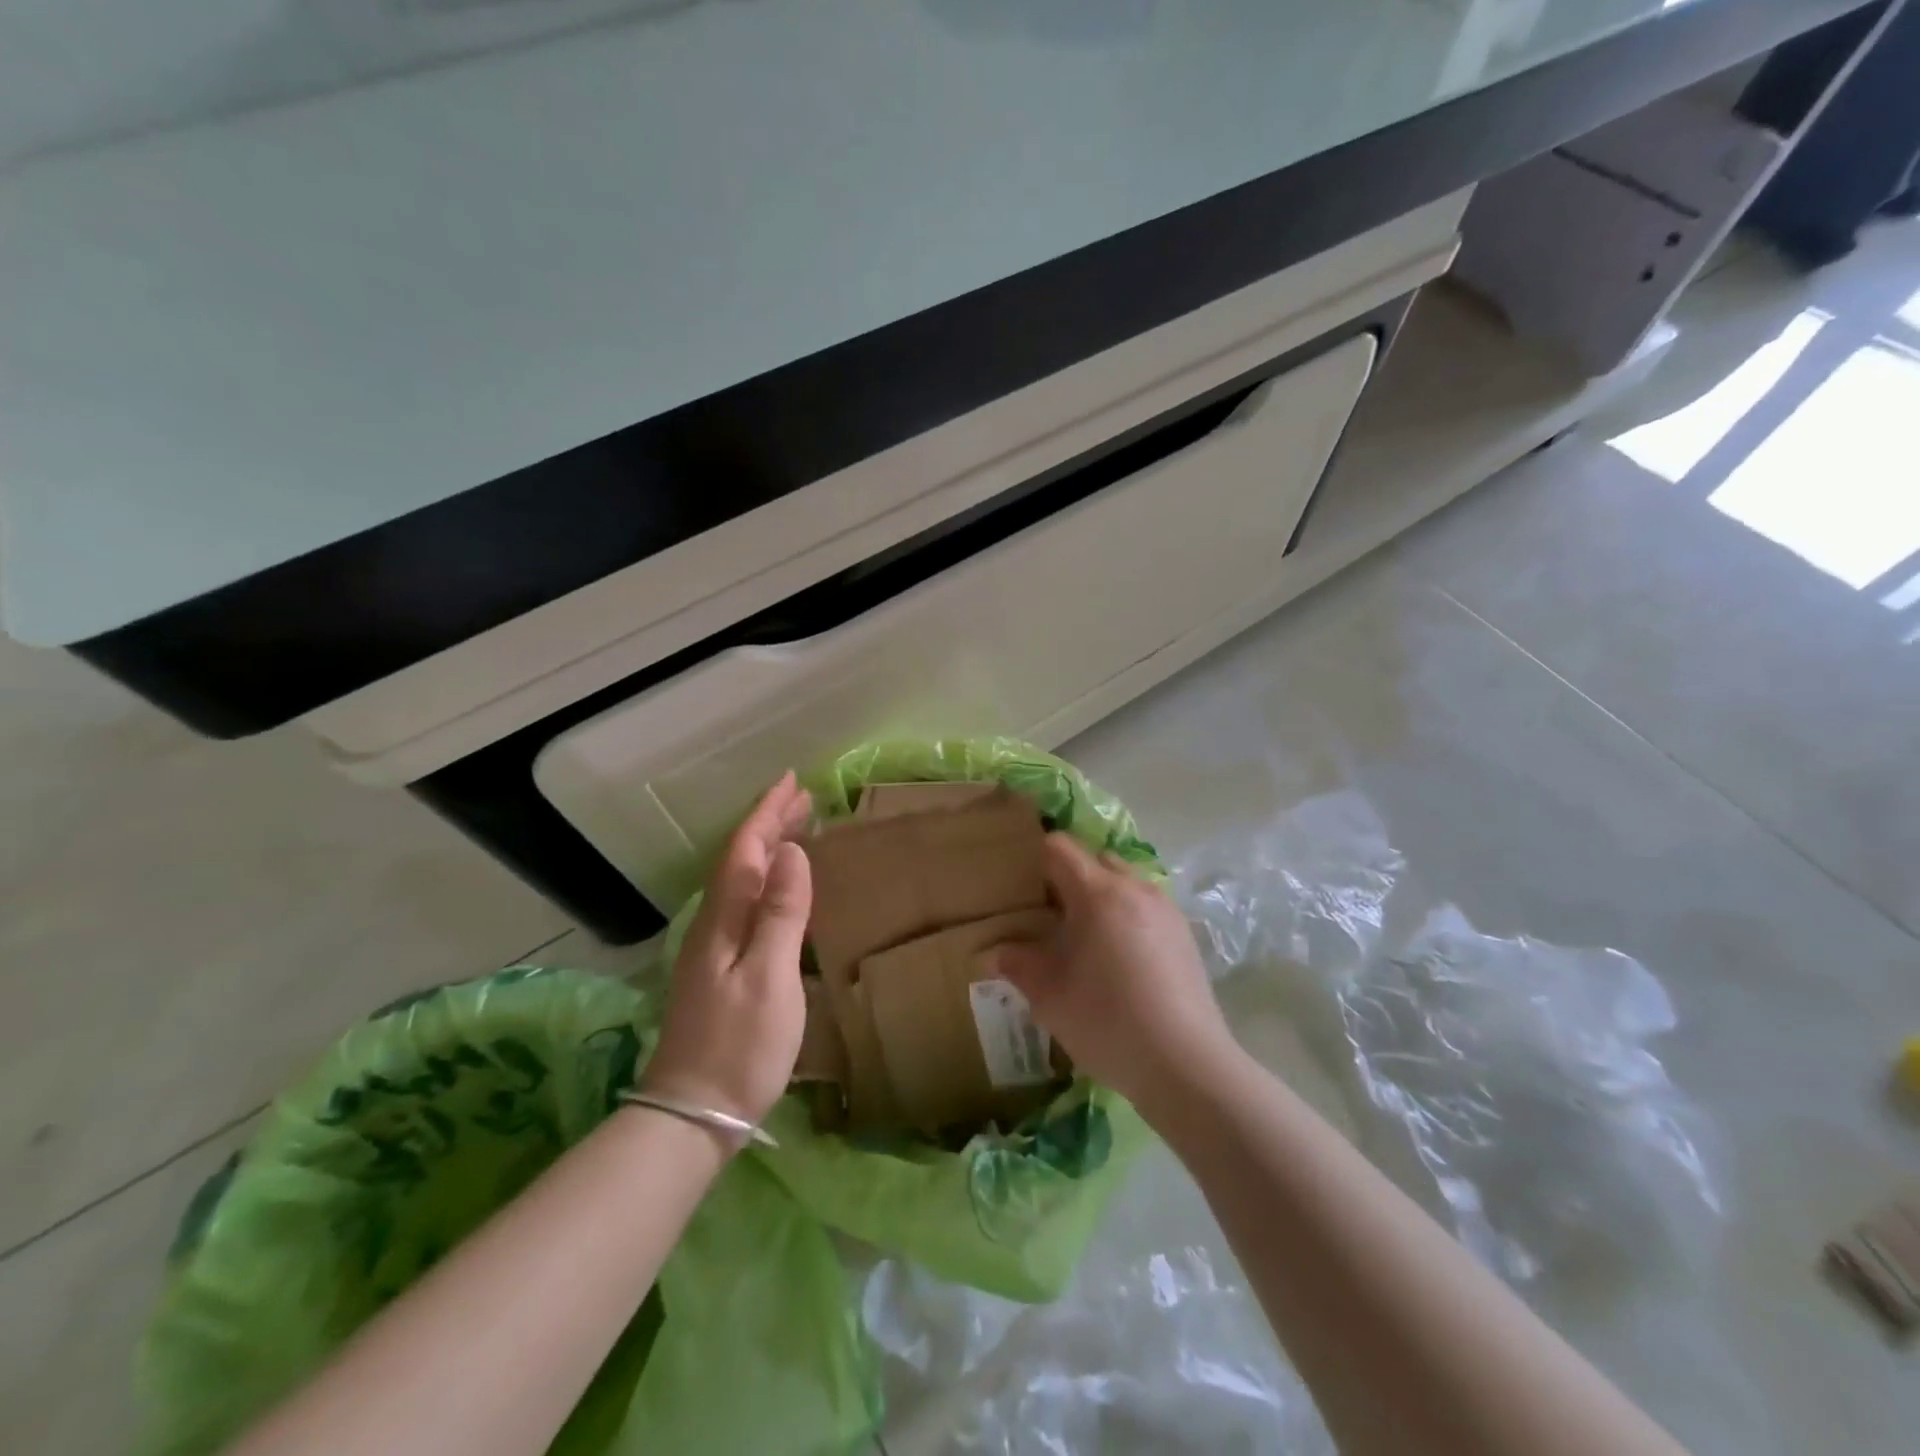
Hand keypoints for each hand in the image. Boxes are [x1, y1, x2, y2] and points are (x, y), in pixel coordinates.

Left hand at [641, 773, 812, 1127]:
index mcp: (723, 919)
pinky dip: (766, 882)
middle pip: (741, 861)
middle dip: (769, 825)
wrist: (693, 1115)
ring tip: (796, 831)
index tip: (792, 781)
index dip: (768, 813)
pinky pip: (745, 904)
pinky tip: (779, 891)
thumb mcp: (770, 976)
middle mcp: (712, 925)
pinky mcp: (719, 971)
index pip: (746, 850)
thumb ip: (781, 912)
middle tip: (803, 799)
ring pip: (742, 882)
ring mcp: (712, 950)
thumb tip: (791, 851)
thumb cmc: (739, 1046)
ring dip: (768, 850)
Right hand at [993, 834, 1233, 1113]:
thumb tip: (993, 953)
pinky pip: (1146, 907)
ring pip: (1124, 883)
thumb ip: (1016, 964)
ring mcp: (1166, 910)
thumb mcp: (1048, 995)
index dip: (1036, 859)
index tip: (1022, 888)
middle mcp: (1135, 888)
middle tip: (1050, 917)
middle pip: (1095, 860)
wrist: (1185, 1065)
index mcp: (1098, 893)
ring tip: (1086, 941)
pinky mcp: (1185, 935)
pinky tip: (1120, 962)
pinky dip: (1127, 917)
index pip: (1060, 848)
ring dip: (1101, 898)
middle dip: (1070, 878)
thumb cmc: (1106, 1021)